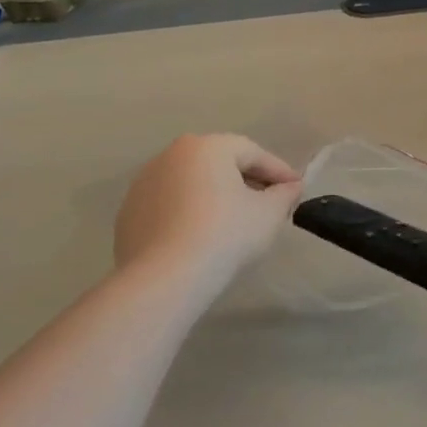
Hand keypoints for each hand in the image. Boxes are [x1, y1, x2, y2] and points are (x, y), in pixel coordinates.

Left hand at [115, 134, 301, 286]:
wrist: (163, 279)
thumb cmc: (224, 236)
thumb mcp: (267, 215)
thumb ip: (283, 195)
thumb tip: (290, 187)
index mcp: (206, 146)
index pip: (251, 152)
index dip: (278, 171)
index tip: (296, 190)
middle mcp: (171, 154)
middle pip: (219, 163)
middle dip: (246, 181)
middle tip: (268, 205)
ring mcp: (144, 183)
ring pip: (191, 184)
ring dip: (215, 197)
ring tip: (234, 224)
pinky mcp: (129, 213)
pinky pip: (169, 207)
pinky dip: (188, 215)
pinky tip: (200, 239)